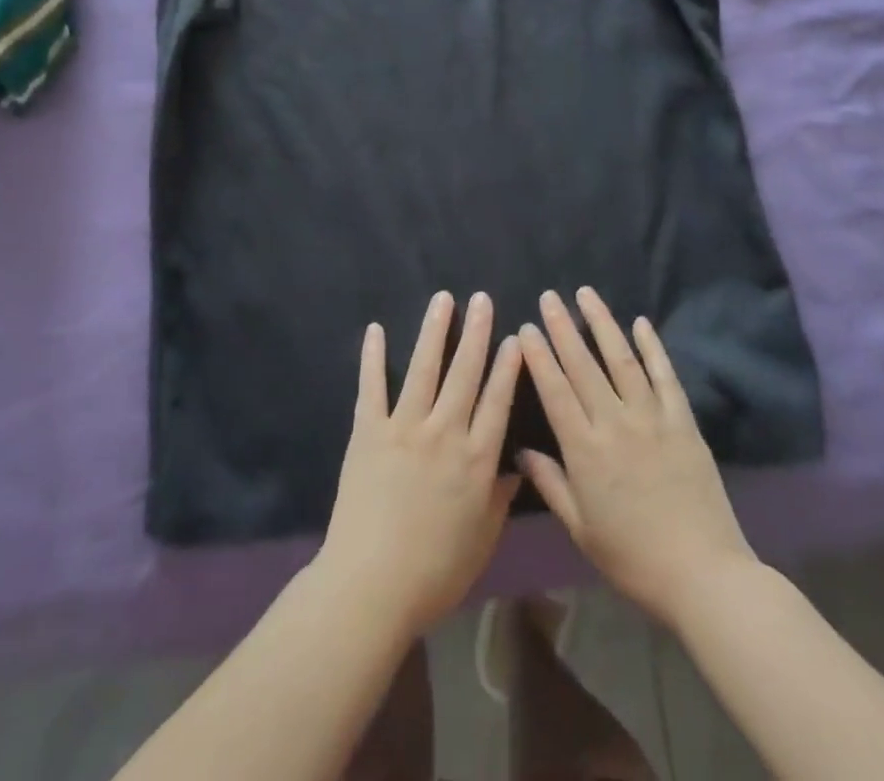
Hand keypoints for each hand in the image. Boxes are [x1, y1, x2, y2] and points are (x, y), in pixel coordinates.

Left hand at [317, 290, 523, 640]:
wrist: (371, 586)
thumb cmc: (434, 572)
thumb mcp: (482, 542)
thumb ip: (499, 500)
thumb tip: (515, 468)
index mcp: (477, 459)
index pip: (498, 400)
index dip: (508, 366)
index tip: (515, 337)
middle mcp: (445, 432)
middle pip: (465, 373)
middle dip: (476, 333)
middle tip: (482, 299)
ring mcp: (404, 427)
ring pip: (424, 368)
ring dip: (434, 330)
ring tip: (443, 299)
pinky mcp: (368, 431)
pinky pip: (371, 386)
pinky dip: (373, 357)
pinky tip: (376, 330)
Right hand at [518, 287, 757, 630]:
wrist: (703, 575)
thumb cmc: (633, 557)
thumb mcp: (581, 529)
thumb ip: (550, 484)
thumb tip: (521, 450)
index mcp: (585, 450)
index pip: (555, 390)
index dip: (539, 356)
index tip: (527, 327)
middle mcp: (615, 423)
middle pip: (583, 365)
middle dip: (563, 327)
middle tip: (550, 296)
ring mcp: (652, 418)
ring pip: (622, 360)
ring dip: (602, 324)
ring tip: (586, 294)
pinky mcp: (683, 422)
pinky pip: (665, 376)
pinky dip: (652, 347)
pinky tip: (641, 323)